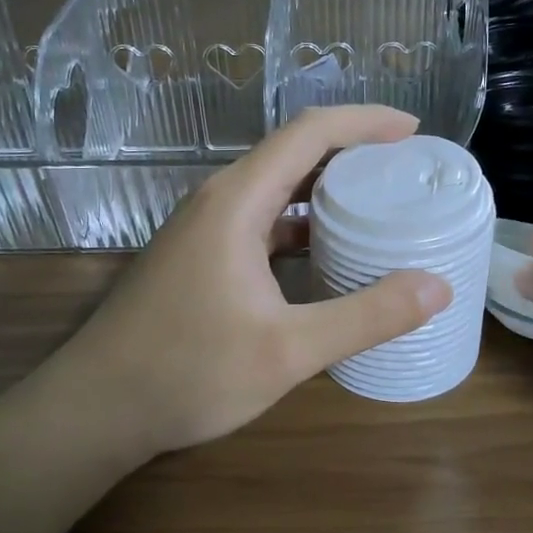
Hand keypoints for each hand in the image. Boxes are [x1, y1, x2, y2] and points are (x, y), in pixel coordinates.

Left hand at [49, 106, 453, 456]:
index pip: (309, 132)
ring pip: (276, 189)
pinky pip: (261, 221)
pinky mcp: (200, 258)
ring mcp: (204, 230)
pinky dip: (302, 225)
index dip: (365, 122)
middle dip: (353, 152)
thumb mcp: (288, 350)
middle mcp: (219, 201)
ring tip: (379, 203)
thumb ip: (366, 316)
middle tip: (406, 170)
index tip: (414, 132)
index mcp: (237, 201)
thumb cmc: (187, 373)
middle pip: (293, 153)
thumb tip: (438, 288)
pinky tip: (328, 252)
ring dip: (327, 189)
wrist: (94, 410)